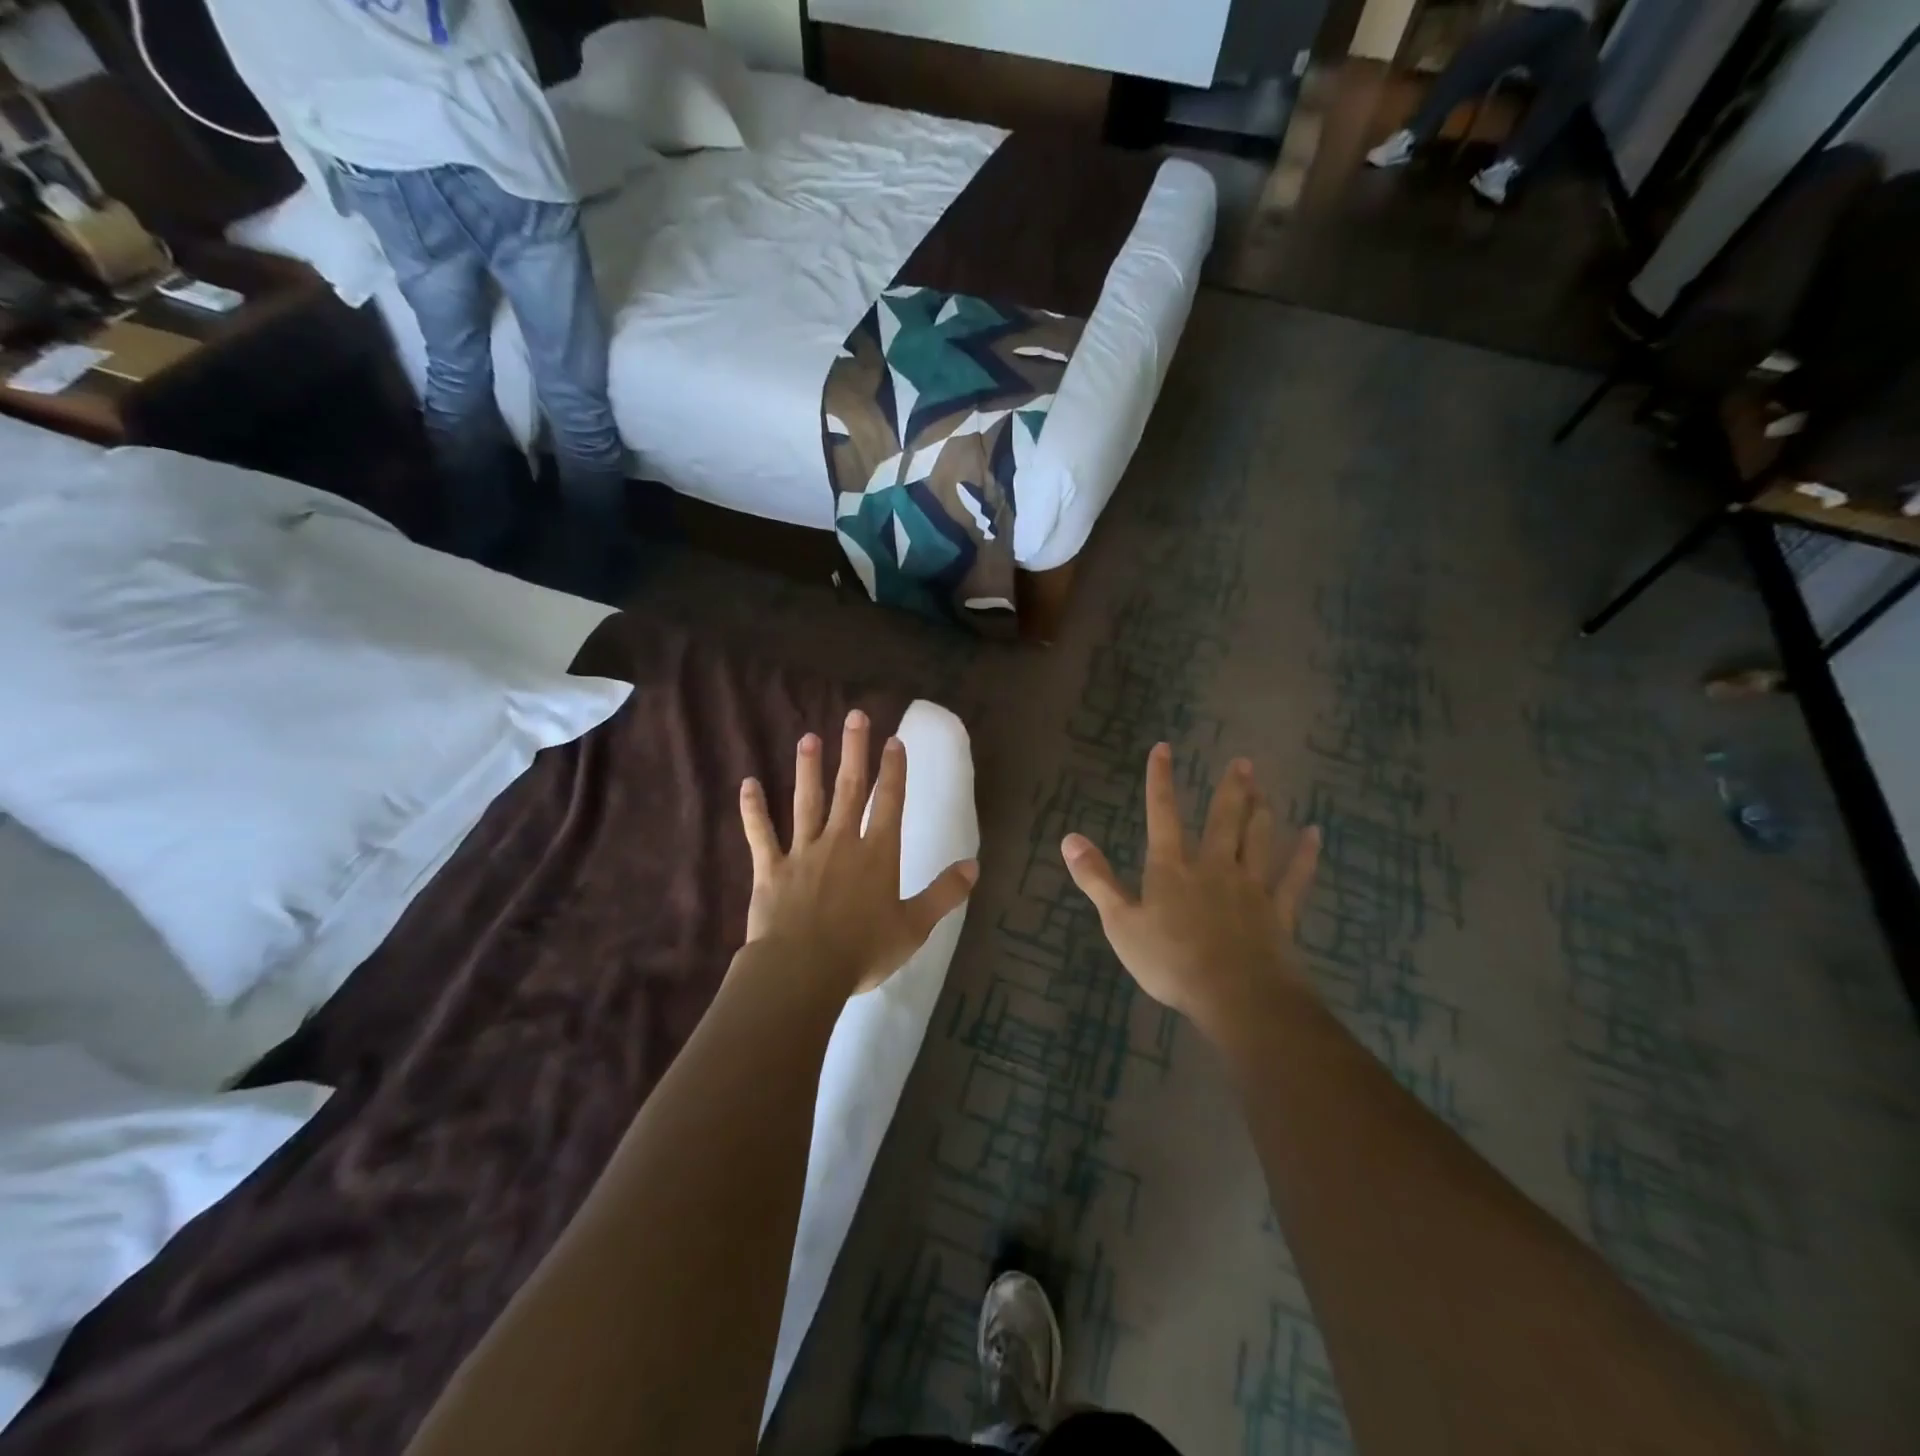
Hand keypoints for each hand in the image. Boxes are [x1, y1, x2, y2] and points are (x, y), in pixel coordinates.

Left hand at [738, 710, 978, 997]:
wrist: (802, 971)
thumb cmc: (863, 951)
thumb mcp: (914, 927)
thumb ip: (944, 893)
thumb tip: (974, 865)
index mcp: (877, 855)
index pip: (889, 803)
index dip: (893, 770)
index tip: (893, 740)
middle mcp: (841, 842)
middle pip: (849, 789)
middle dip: (854, 751)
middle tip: (854, 716)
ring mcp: (803, 852)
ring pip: (807, 802)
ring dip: (808, 769)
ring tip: (808, 738)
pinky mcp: (771, 868)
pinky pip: (761, 833)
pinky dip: (753, 809)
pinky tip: (747, 784)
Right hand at [1061, 743, 1318, 1038]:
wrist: (1235, 995)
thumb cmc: (1170, 961)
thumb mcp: (1120, 923)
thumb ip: (1097, 879)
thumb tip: (1069, 838)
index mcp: (1172, 868)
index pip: (1162, 814)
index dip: (1161, 780)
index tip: (1164, 748)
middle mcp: (1214, 867)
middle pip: (1223, 820)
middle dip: (1231, 789)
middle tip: (1242, 763)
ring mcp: (1250, 887)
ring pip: (1258, 839)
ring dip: (1261, 812)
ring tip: (1265, 789)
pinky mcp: (1278, 911)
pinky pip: (1294, 876)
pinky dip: (1305, 855)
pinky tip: (1314, 835)